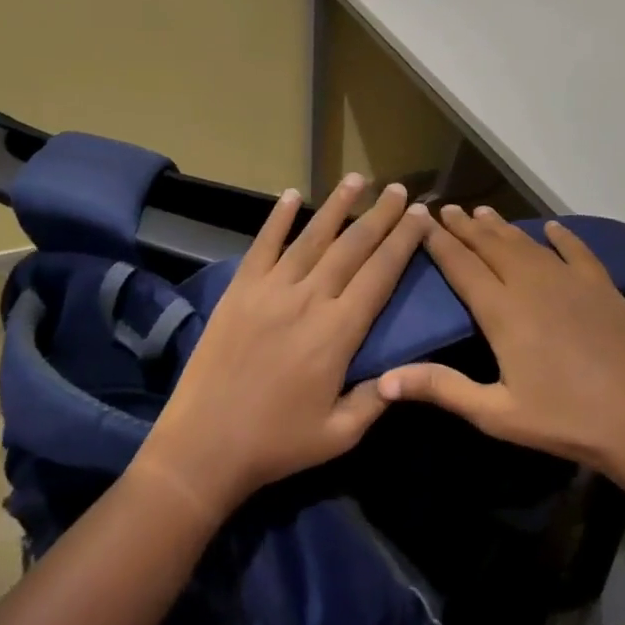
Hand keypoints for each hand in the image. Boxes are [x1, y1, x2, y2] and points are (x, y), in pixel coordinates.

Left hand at [135, 175, 431, 518]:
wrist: (203, 446)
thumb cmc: (277, 444)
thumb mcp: (340, 434)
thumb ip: (377, 399)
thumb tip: (406, 373)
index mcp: (338, 332)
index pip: (380, 274)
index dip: (403, 242)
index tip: (420, 216)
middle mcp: (308, 300)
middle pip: (352, 247)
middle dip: (380, 215)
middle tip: (399, 189)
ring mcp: (270, 290)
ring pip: (312, 237)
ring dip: (337, 205)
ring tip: (357, 179)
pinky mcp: (240, 290)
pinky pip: (263, 245)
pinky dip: (277, 218)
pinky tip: (291, 194)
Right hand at [376, 205, 624, 479]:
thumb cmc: (564, 420)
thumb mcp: (496, 413)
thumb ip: (441, 388)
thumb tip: (384, 380)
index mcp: (502, 310)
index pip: (461, 265)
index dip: (438, 241)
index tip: (421, 219)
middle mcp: (531, 283)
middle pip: (491, 245)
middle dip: (466, 226)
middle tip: (447, 208)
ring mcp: (569, 279)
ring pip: (526, 243)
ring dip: (502, 226)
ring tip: (483, 211)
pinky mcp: (600, 285)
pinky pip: (575, 250)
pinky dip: (560, 236)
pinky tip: (551, 227)